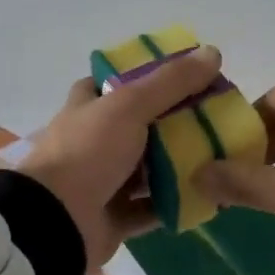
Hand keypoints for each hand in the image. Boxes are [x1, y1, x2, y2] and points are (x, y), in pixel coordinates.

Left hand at [19, 45, 225, 270]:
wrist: (55, 222)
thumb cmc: (88, 153)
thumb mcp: (130, 106)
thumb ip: (170, 82)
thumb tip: (213, 51)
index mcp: (87, 109)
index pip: (113, 84)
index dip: (144, 77)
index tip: (183, 77)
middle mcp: (92, 142)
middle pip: (137, 127)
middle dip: (173, 123)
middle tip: (214, 118)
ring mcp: (101, 182)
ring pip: (146, 169)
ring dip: (178, 165)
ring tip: (219, 156)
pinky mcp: (113, 217)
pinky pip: (151, 208)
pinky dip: (175, 203)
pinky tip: (208, 196)